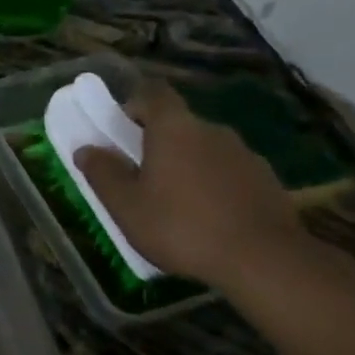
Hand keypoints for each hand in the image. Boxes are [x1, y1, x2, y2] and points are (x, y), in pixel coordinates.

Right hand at [73, 78, 303, 290]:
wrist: (266, 261)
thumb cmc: (182, 226)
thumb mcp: (126, 205)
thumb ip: (102, 173)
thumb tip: (85, 149)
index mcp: (174, 128)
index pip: (154, 93)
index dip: (135, 104)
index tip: (121, 128)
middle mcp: (212, 131)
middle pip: (179, 124)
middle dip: (158, 142)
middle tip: (141, 174)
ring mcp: (245, 155)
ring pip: (205, 150)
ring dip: (188, 165)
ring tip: (176, 203)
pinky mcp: (268, 182)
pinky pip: (230, 173)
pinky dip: (215, 186)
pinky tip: (209, 219)